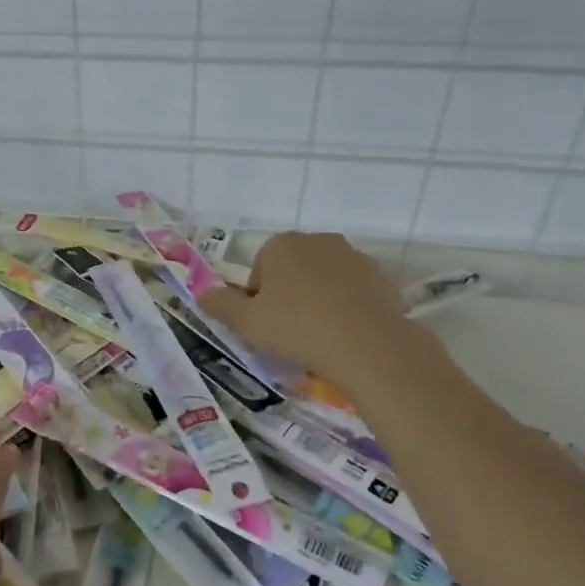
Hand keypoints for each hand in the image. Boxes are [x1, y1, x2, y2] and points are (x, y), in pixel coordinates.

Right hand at [198, 232, 412, 389]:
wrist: (367, 345)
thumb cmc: (296, 328)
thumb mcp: (246, 322)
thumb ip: (220, 305)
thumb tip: (202, 293)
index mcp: (281, 244)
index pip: (260, 267)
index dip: (258, 297)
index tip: (265, 324)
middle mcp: (318, 240)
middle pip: (293, 268)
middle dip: (289, 294)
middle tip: (289, 330)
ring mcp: (354, 256)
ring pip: (324, 279)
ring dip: (319, 299)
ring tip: (320, 335)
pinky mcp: (381, 277)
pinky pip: (354, 291)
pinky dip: (347, 307)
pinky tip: (346, 334)